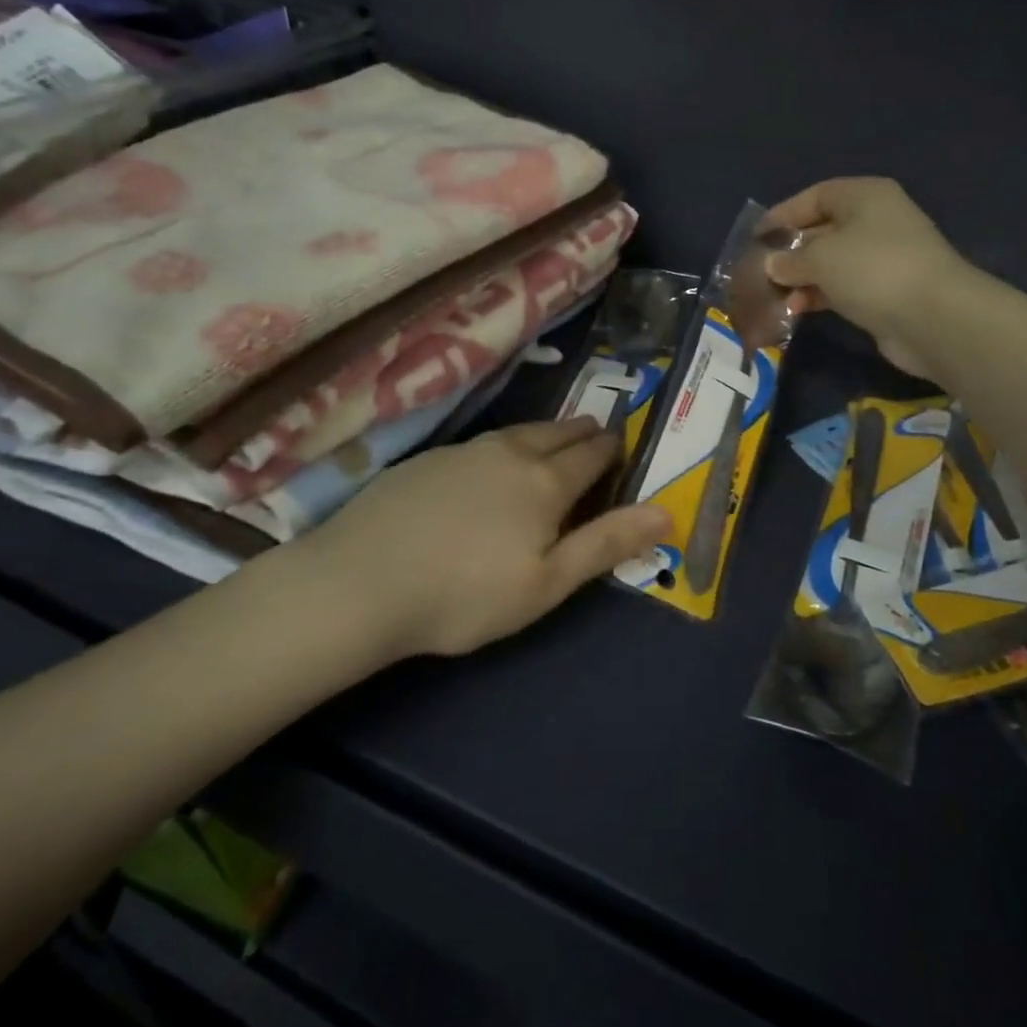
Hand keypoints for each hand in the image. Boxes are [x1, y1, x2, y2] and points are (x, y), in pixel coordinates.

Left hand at [280, 418, 670, 658]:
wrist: (360, 582)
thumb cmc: (465, 594)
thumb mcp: (547, 583)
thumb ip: (607, 543)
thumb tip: (666, 511)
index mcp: (546, 482)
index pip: (592, 454)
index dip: (613, 450)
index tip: (624, 446)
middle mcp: (510, 453)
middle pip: (559, 432)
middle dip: (585, 433)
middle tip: (598, 434)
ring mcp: (465, 451)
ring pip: (521, 431)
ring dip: (547, 432)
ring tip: (557, 437)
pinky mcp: (429, 458)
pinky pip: (485, 442)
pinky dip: (507, 444)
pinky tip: (494, 460)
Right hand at [763, 178, 970, 376]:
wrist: (933, 318)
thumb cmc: (872, 269)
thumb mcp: (821, 257)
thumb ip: (790, 259)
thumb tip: (771, 265)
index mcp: (865, 196)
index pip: (815, 196)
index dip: (783, 214)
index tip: (756, 237)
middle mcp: (875, 221)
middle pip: (822, 230)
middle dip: (789, 251)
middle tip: (757, 271)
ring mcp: (882, 259)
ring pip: (830, 263)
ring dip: (801, 279)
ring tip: (771, 296)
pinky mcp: (884, 293)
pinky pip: (842, 288)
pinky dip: (818, 296)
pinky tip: (795, 311)